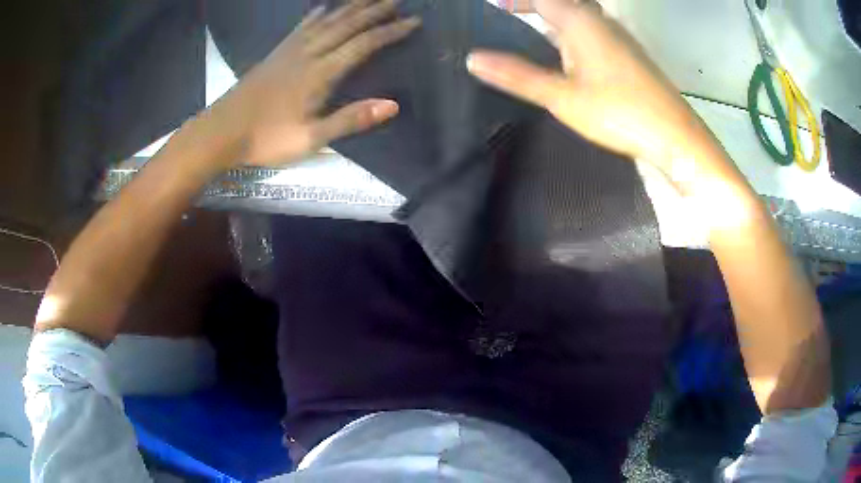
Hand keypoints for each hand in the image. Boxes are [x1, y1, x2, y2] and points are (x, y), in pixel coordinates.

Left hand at [219, 0, 419, 167]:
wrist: (221, 132)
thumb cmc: (266, 139)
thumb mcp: (310, 138)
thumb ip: (349, 120)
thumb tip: (392, 104)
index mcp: (320, 74)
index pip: (363, 45)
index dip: (389, 32)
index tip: (413, 21)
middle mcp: (308, 54)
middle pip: (347, 25)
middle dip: (374, 11)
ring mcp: (290, 51)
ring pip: (326, 21)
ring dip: (350, 7)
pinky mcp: (276, 53)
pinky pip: (301, 27)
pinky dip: (315, 15)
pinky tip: (322, 8)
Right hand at [467, 0, 702, 167]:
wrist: (674, 136)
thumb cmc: (619, 112)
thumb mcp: (562, 96)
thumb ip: (518, 75)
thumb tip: (473, 58)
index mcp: (580, 21)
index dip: (515, 2)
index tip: (495, 9)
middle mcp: (600, 21)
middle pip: (561, 3)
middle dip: (533, 7)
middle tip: (509, 18)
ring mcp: (618, 37)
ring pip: (580, 17)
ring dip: (554, 21)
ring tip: (531, 38)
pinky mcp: (629, 55)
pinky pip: (594, 33)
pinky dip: (573, 36)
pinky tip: (567, 60)